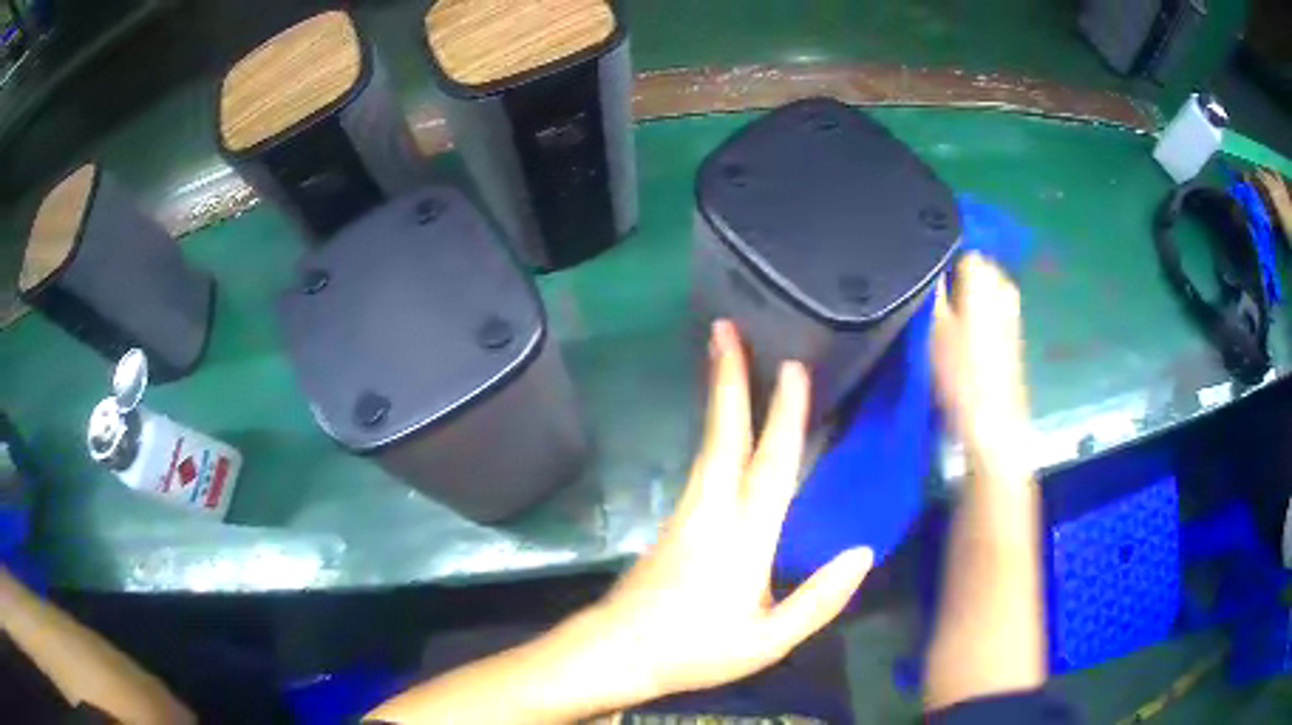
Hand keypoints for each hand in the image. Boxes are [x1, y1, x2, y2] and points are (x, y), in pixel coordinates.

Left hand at [585, 320, 873, 699]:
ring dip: (718, 396)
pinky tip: (724, 426)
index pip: (771, 465)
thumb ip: (818, 600)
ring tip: (724, 356)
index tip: (793, 367)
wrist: (618, 651)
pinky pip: (702, 461)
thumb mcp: (768, 641)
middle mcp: (713, 511)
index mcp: (744, 538)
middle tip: (725, 328)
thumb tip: (863, 552)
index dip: (784, 415)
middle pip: (725, 435)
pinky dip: (716, 429)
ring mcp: (687, 512)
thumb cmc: (696, 650)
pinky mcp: (673, 521)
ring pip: (709, 443)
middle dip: (728, 378)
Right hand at [931, 254, 1030, 466]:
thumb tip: (926, 261)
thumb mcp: (934, 327)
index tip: (923, 282)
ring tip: (946, 319)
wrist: (994, 421)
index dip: (938, 262)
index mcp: (984, 277)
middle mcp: (1003, 284)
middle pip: (974, 266)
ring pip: (983, 287)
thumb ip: (931, 288)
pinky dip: (978, 312)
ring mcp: (1012, 308)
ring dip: (966, 296)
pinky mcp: (1014, 330)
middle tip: (932, 302)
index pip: (958, 248)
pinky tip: (964, 336)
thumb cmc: (961, 374)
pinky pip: (992, 306)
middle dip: (955, 277)